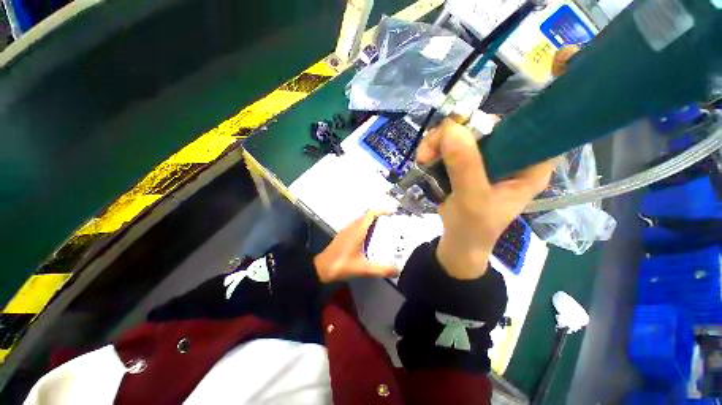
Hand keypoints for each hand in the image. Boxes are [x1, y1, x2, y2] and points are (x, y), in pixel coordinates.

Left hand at [314, 211, 398, 282]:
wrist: (321, 269)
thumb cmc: (341, 265)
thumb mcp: (363, 268)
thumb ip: (381, 269)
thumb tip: (398, 270)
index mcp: (357, 230)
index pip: (370, 214)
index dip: (382, 211)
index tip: (392, 213)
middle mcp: (352, 227)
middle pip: (367, 216)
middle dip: (380, 217)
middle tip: (392, 224)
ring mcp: (346, 231)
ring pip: (362, 221)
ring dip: (373, 222)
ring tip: (384, 231)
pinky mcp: (344, 236)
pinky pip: (357, 226)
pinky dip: (366, 228)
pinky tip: (370, 240)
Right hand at [417, 118, 554, 279]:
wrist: (458, 241)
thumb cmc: (474, 227)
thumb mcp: (472, 200)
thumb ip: (465, 167)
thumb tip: (451, 130)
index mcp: (529, 165)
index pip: (524, 127)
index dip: (495, 122)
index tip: (464, 132)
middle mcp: (511, 156)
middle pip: (486, 126)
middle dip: (454, 134)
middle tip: (430, 149)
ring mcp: (487, 158)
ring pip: (464, 133)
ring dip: (439, 142)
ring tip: (423, 158)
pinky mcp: (468, 163)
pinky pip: (452, 144)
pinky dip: (435, 148)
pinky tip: (425, 159)